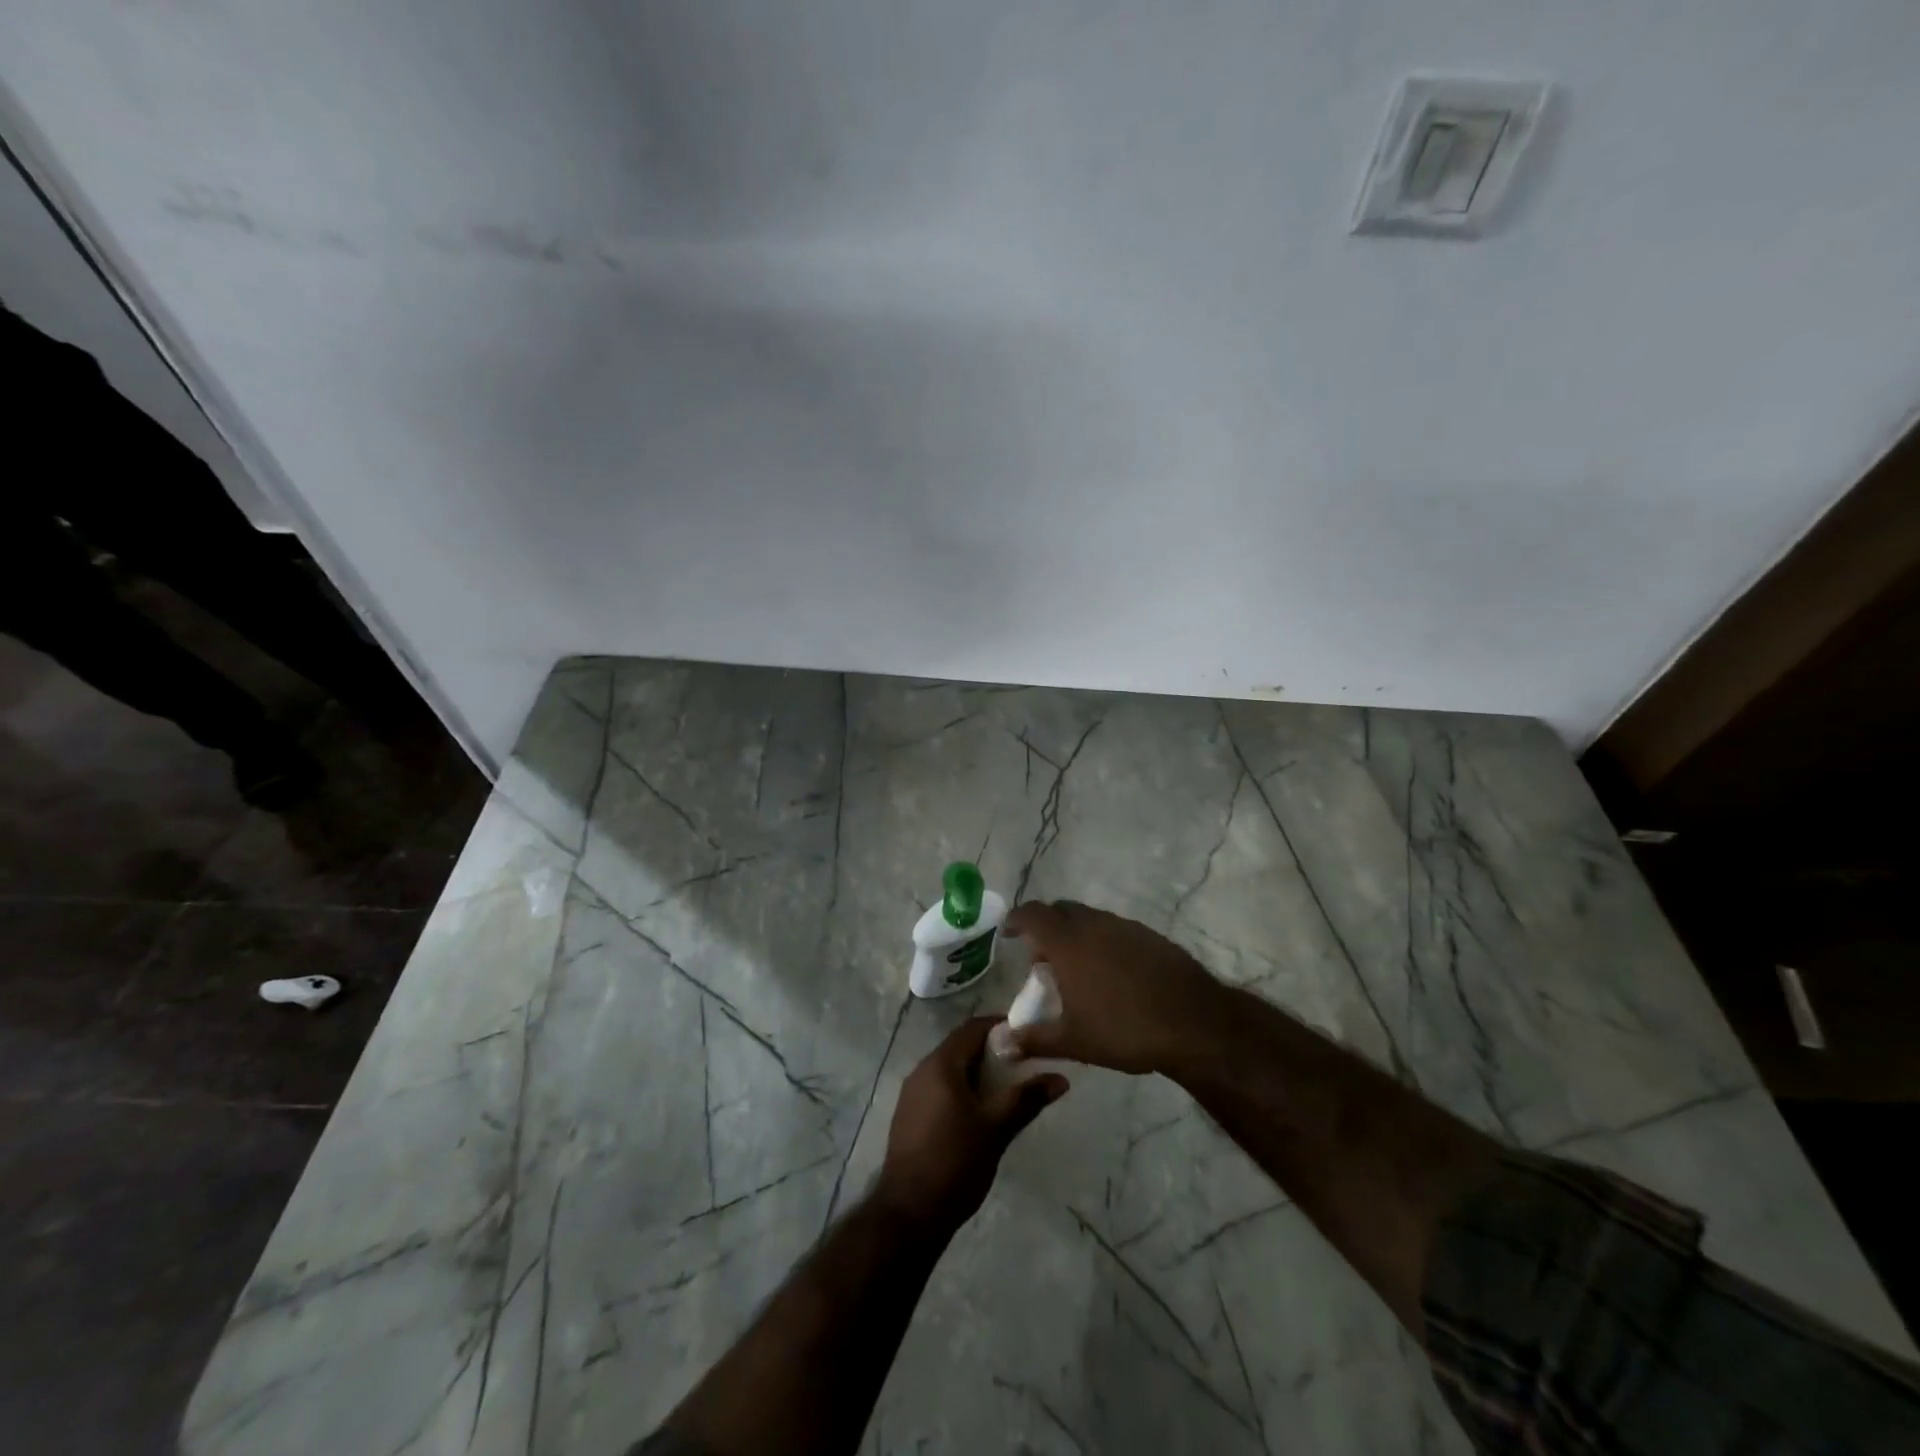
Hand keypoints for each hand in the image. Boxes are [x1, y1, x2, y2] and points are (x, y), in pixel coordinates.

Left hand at [876, 1017, 1067, 1234]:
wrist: (908, 1214)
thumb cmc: (955, 1163)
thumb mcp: (996, 1129)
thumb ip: (1026, 1099)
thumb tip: (1060, 1078)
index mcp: (940, 1065)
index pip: (972, 1028)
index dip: (1000, 1026)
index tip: (1028, 1035)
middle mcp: (922, 1070)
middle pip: (960, 1047)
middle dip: (992, 1051)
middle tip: (1024, 1064)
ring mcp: (912, 1094)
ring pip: (950, 1069)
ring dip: (977, 1072)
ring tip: (1007, 1089)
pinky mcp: (909, 1116)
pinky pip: (939, 1089)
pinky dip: (962, 1089)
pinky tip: (980, 1112)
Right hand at [1003, 900, 1226, 1074]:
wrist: (1194, 1023)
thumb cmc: (1124, 1030)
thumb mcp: (1073, 1041)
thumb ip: (1033, 1040)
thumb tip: (1000, 1044)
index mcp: (1068, 942)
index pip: (1033, 914)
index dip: (1017, 919)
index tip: (1009, 933)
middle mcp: (1093, 925)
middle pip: (1060, 911)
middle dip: (1045, 927)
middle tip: (1042, 959)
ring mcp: (1125, 927)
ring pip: (1089, 919)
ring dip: (1075, 934)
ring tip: (1076, 970)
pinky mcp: (1150, 936)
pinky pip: (1115, 929)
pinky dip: (1102, 941)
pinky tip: (1111, 974)